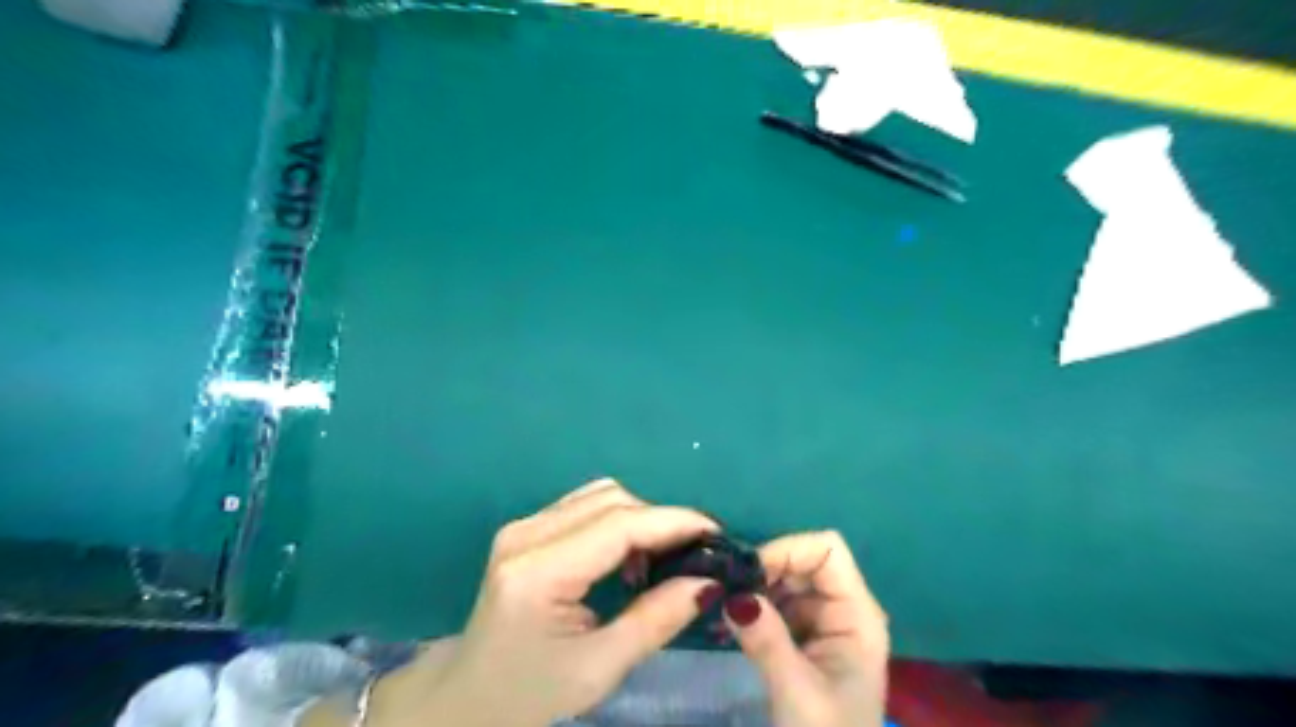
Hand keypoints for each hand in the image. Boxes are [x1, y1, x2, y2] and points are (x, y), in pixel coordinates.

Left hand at [323, 478, 723, 725]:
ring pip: (602, 495)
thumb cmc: (528, 694)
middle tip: (695, 555)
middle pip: (613, 500)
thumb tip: (710, 581)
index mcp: (538, 571)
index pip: (619, 524)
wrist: (464, 698)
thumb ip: (656, 619)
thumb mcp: (598, 668)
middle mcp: (527, 533)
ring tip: (662, 560)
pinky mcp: (527, 528)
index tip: (717, 534)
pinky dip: (619, 521)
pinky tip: (628, 557)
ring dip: (641, 519)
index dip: (674, 521)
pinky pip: (587, 505)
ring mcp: (523, 525)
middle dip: (662, 521)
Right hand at [719, 528, 891, 726]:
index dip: (788, 550)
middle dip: (765, 568)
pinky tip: (734, 620)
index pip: (828, 550)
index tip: (748, 572)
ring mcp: (824, 621)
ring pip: (787, 579)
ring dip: (756, 586)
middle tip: (728, 590)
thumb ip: (766, 640)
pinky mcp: (805, 635)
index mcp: (857, 614)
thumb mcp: (797, 691)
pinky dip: (755, 604)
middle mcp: (843, 608)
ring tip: (726, 605)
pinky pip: (778, 602)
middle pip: (804, 560)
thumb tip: (729, 593)